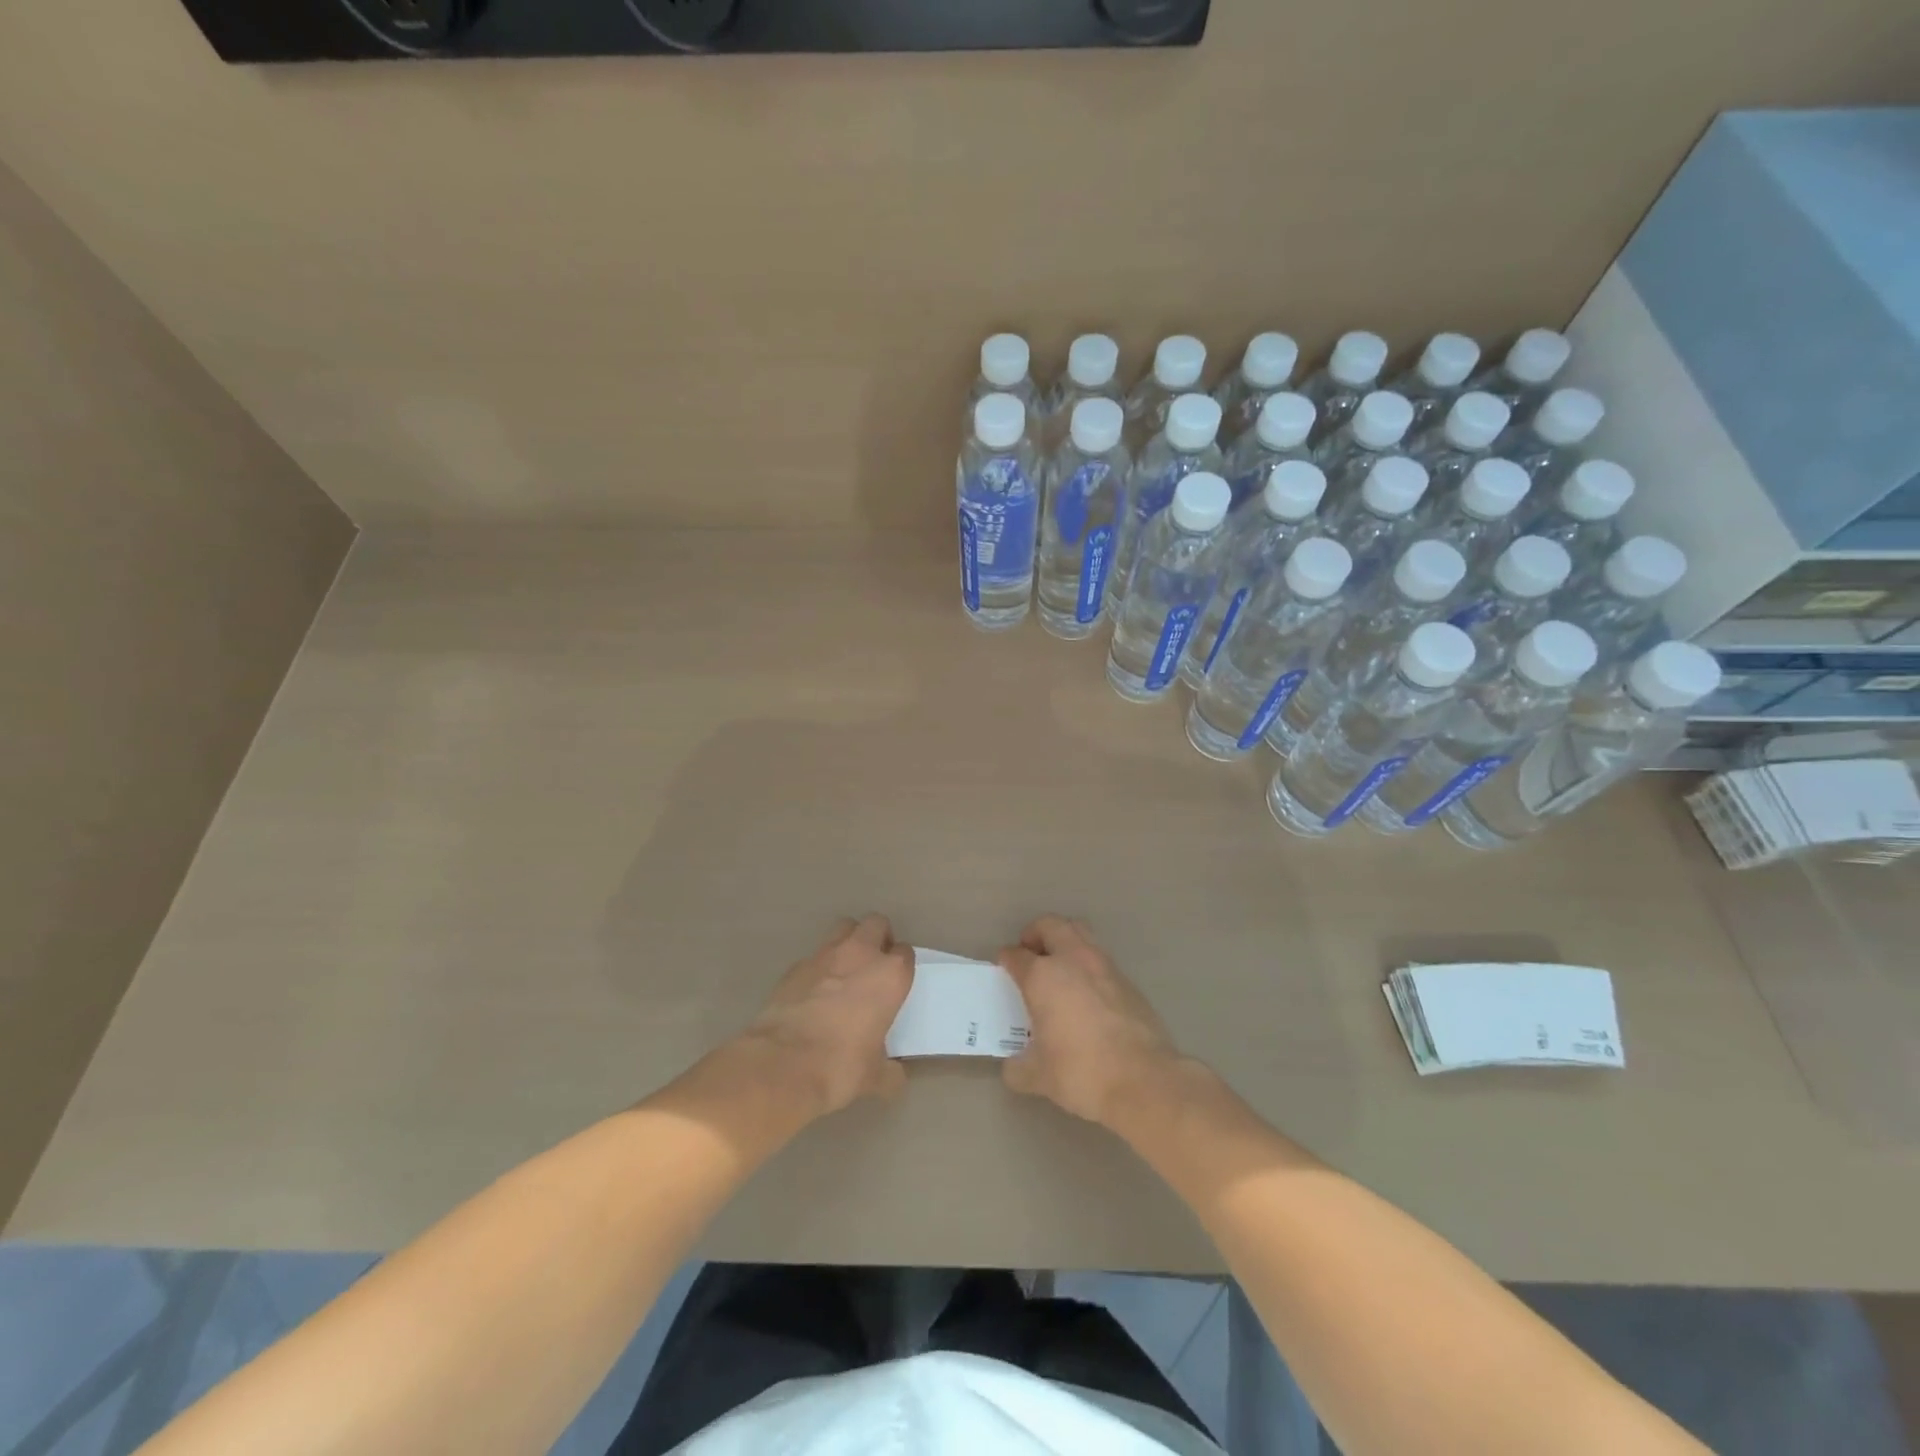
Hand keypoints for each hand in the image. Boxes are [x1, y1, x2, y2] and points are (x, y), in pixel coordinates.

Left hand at [741, 915, 912, 1116]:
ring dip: (849, 941)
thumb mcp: (874, 1077)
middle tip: (874, 964)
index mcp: (890, 975)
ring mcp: (825, 955)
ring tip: (845, 969)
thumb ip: (890, 1072)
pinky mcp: (795, 966)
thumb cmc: (840, 1066)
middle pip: (876, 924)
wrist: (782, 1065)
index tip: (896, 983)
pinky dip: (818, 967)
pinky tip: (813, 992)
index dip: (901, 966)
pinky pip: (814, 956)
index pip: (905, 953)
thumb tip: (895, 1077)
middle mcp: (860, 955)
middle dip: (878, 937)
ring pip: (844, 927)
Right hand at [999, 916, 1182, 1127]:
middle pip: (1050, 925)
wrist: (1144, 1080)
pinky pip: (1100, 958)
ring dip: (1065, 941)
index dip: (1006, 959)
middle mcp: (1072, 960)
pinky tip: (1087, 992)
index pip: (1016, 955)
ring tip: (1059, 968)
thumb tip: (1014, 1066)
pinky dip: (1087, 964)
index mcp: (1043, 976)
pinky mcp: (1127, 980)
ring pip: (1079, 933)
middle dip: (1035, 934)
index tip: (1005, 967)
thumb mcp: (1038, 1076)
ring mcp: (1104, 966)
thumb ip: (1018, 1067)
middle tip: (1030, 954)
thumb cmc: (1081, 1072)